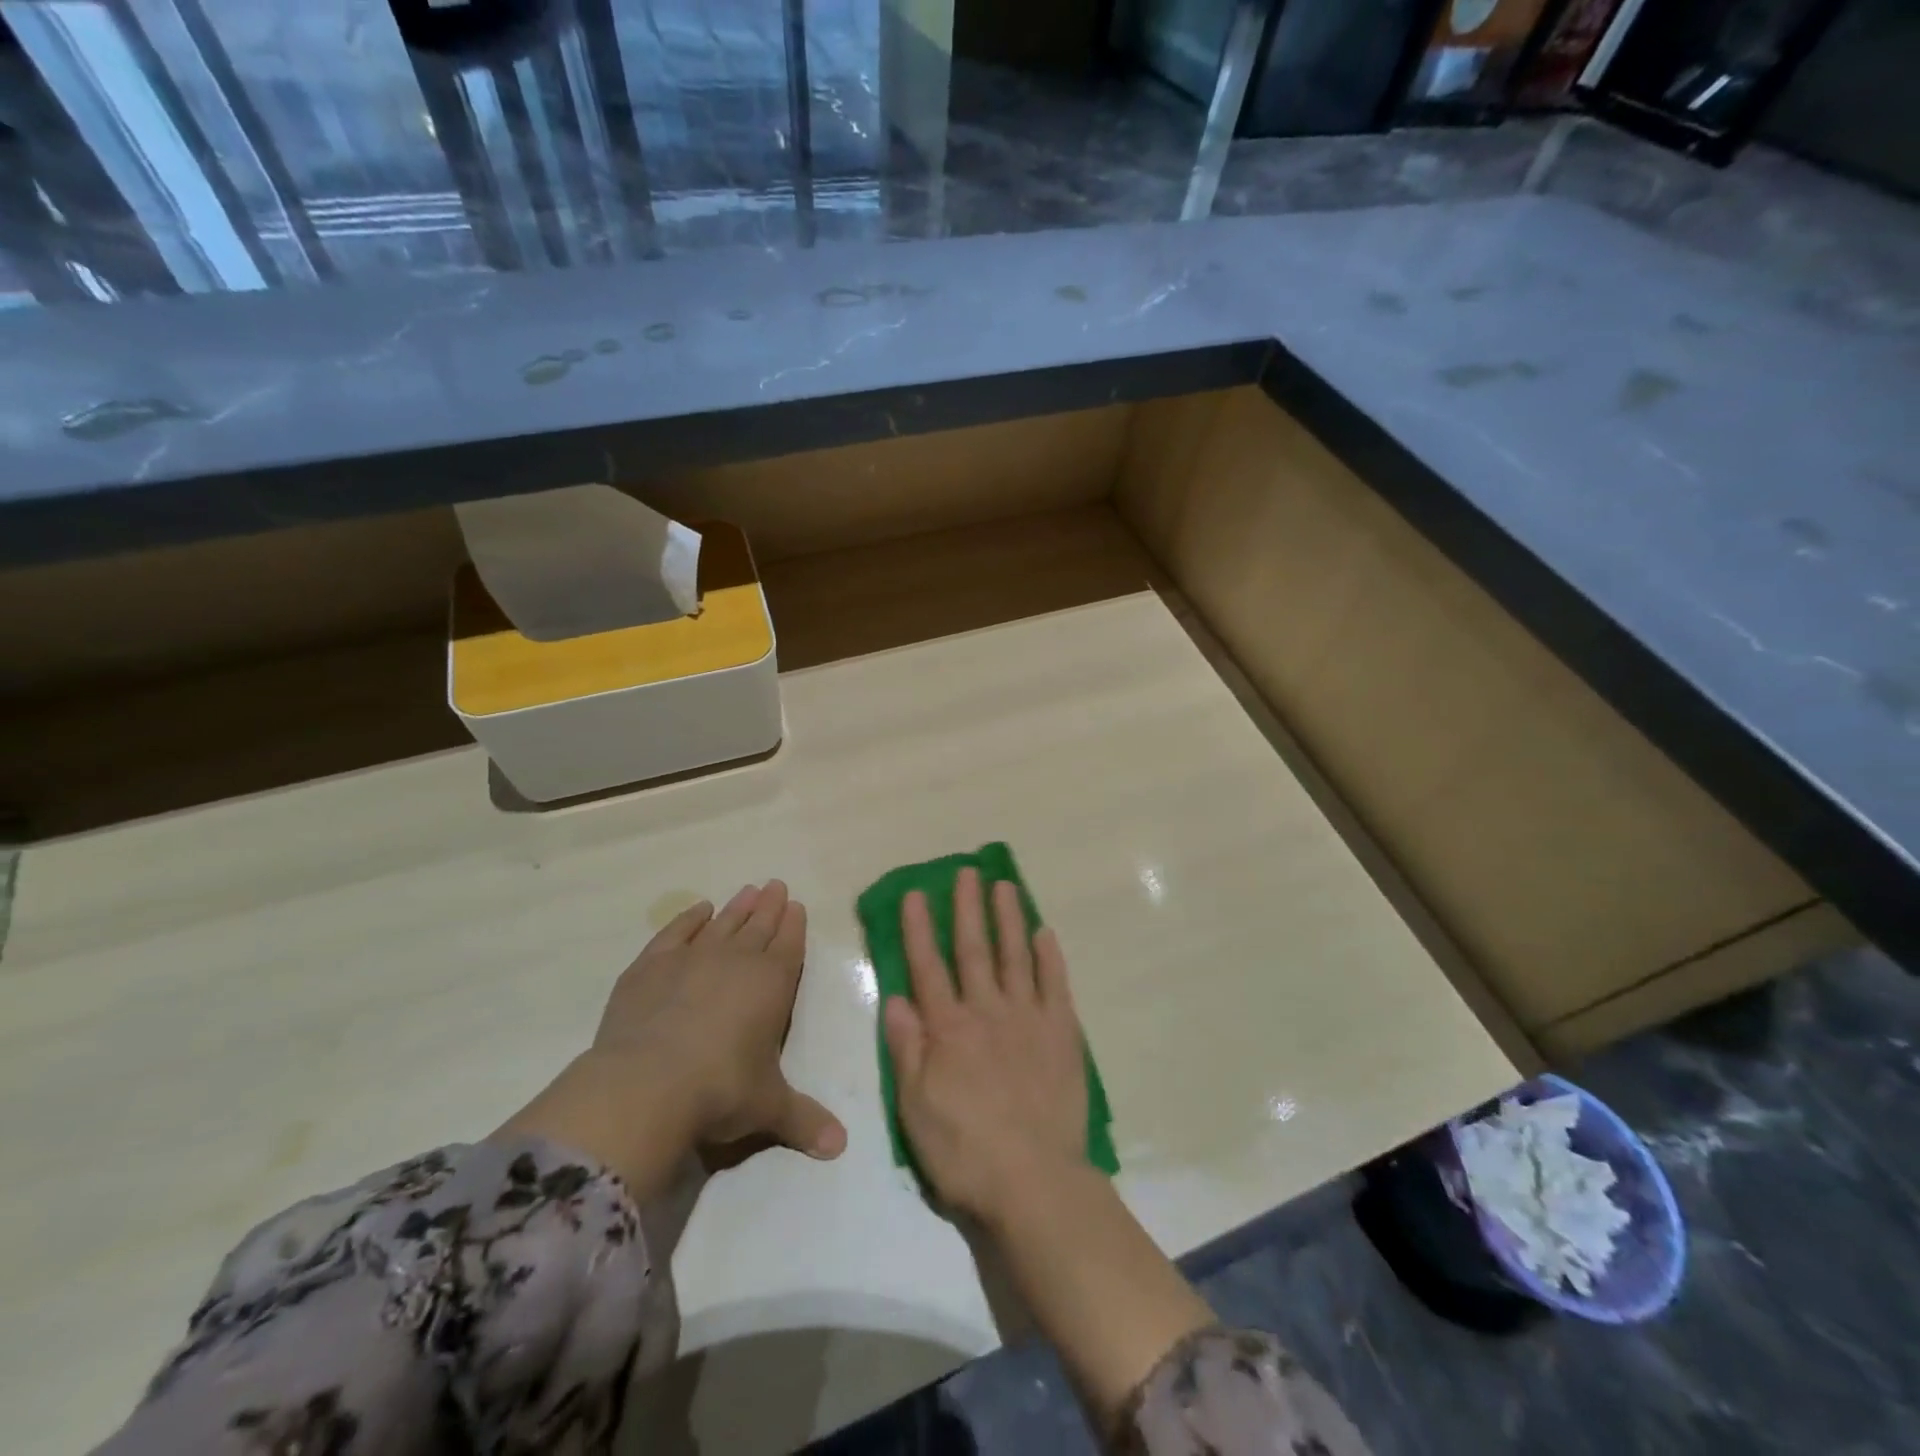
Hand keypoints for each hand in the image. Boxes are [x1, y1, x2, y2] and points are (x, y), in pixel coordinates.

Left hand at [496, 881, 845, 1196]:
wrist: (647, 1083)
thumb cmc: (721, 1090)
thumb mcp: (768, 1108)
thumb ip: (805, 1120)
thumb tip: (841, 1147)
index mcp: (772, 984)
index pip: (789, 944)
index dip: (794, 924)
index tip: (796, 904)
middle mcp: (737, 960)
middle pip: (758, 925)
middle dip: (770, 906)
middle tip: (776, 885)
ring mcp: (692, 958)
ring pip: (723, 923)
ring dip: (737, 907)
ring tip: (747, 890)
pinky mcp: (651, 966)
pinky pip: (676, 932)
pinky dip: (688, 919)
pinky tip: (698, 910)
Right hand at [884, 870, 1213, 1426]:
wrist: (1034, 1182)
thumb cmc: (965, 1151)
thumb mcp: (915, 1109)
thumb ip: (906, 1050)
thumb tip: (896, 999)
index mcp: (948, 1030)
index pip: (928, 967)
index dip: (920, 929)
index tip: (916, 893)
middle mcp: (987, 1011)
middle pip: (974, 949)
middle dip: (967, 908)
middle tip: (965, 872)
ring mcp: (1028, 1019)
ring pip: (1015, 956)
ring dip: (1008, 919)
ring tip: (1004, 886)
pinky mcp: (1062, 1033)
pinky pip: (1056, 985)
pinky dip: (1050, 957)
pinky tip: (1045, 933)